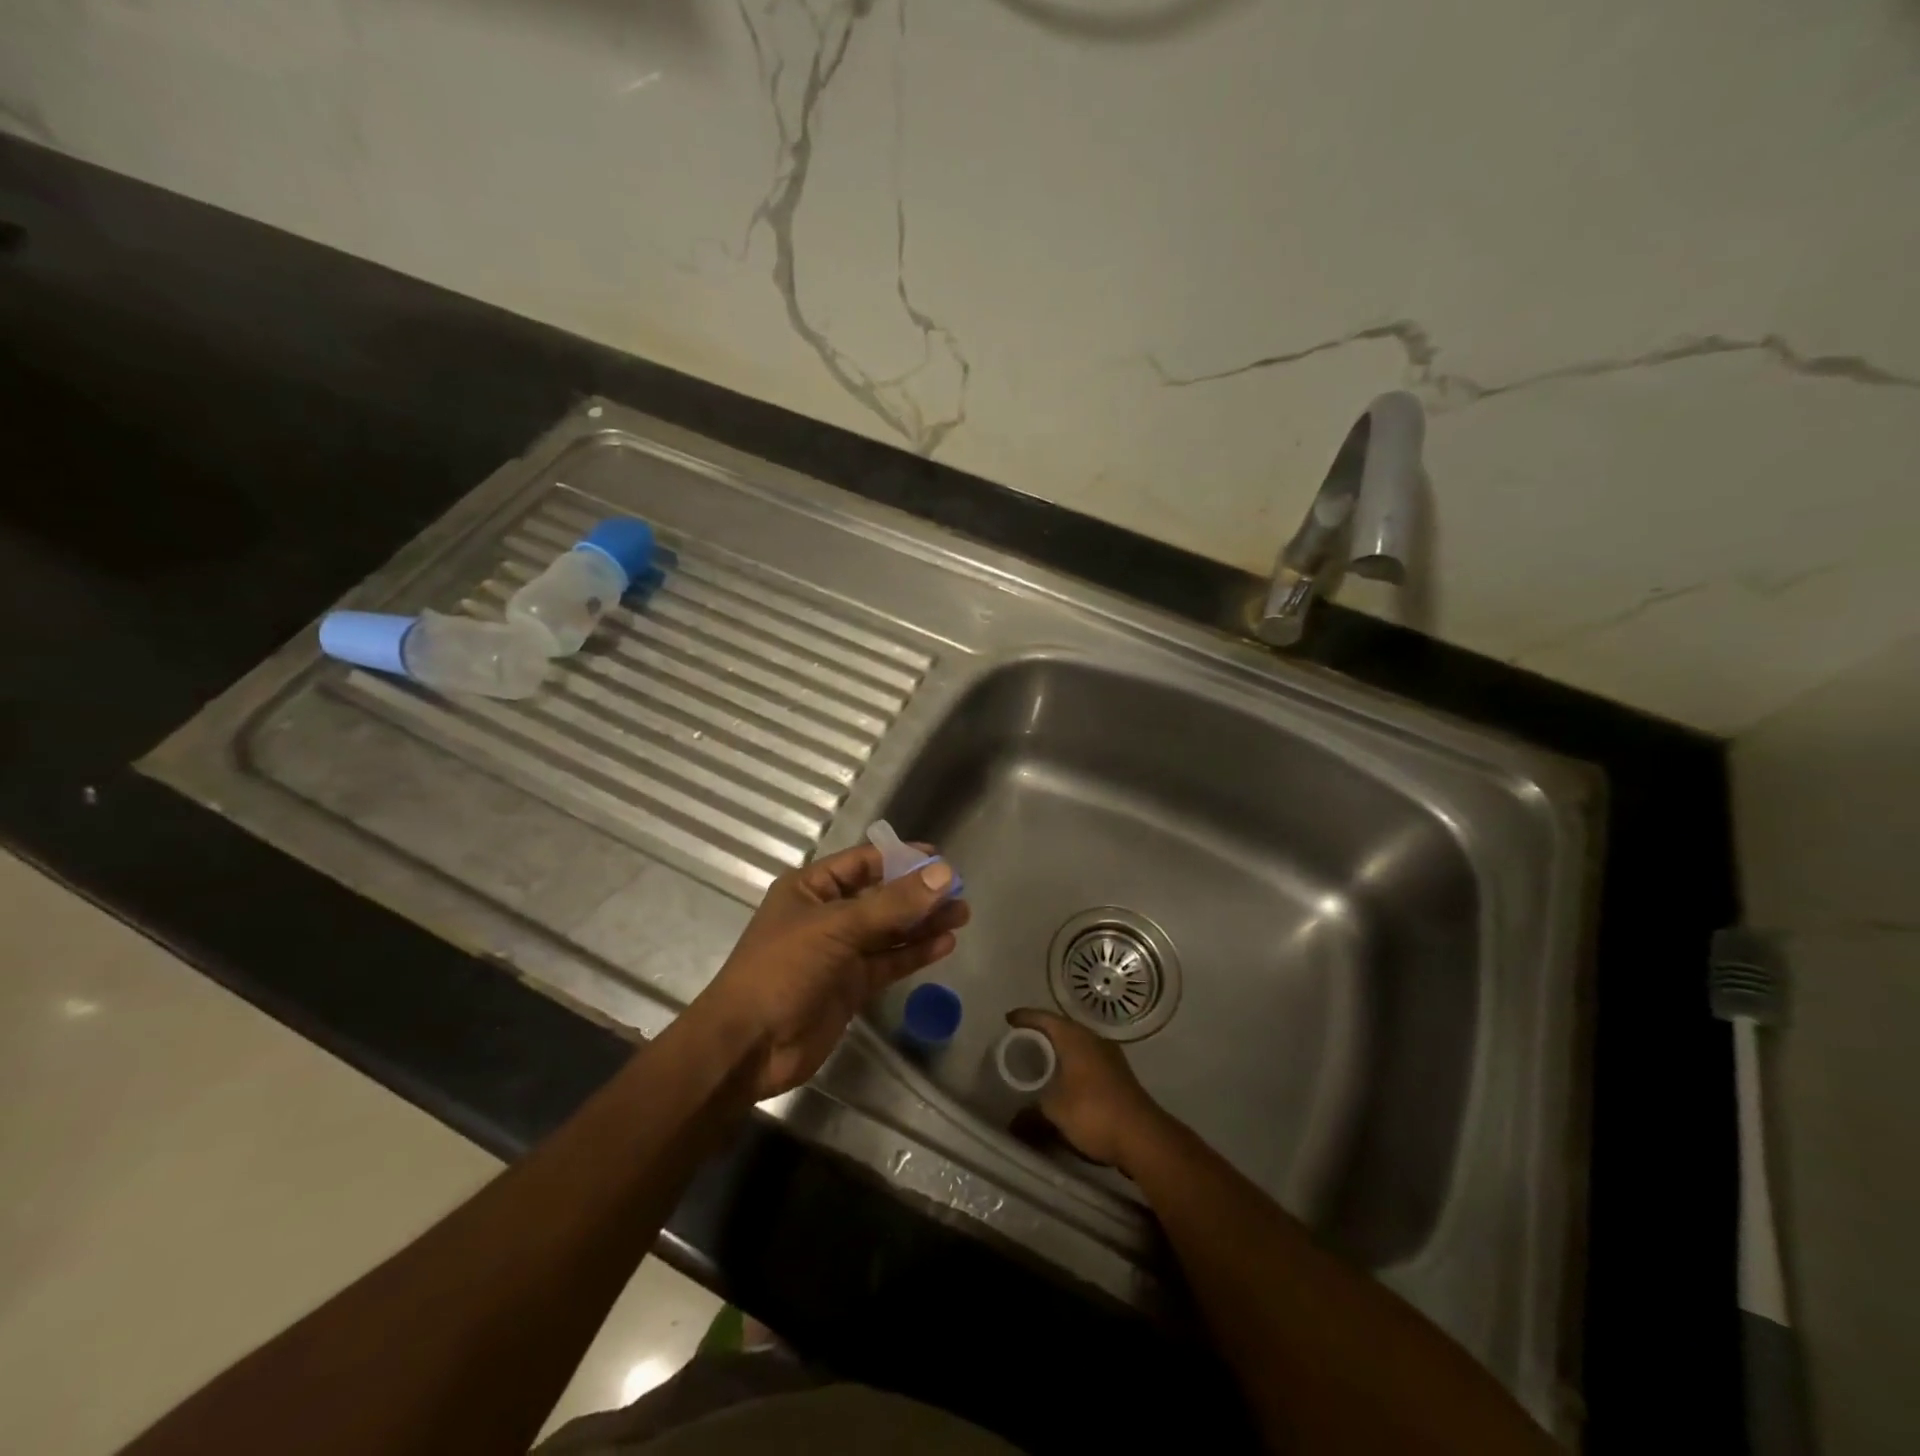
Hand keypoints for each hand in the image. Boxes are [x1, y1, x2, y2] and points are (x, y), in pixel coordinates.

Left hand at [690, 844, 969, 1100]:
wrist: (749, 1046)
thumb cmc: (783, 969)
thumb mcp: (838, 928)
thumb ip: (893, 903)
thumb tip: (944, 873)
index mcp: (810, 889)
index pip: (862, 863)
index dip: (900, 858)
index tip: (940, 859)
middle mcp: (826, 916)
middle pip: (880, 897)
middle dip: (918, 894)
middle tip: (960, 891)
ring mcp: (839, 953)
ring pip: (889, 931)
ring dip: (923, 923)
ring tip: (962, 915)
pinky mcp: (851, 986)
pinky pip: (888, 962)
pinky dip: (915, 953)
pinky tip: (945, 944)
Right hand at [1006, 1008, 1169, 1170]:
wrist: (1142, 1136)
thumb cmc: (1093, 1112)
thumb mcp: (1053, 1113)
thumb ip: (1029, 1115)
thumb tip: (1012, 1123)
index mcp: (1074, 1037)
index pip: (1044, 1018)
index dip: (1025, 1017)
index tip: (1008, 1020)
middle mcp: (1092, 1039)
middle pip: (1061, 1028)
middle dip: (1041, 1033)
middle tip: (1020, 1041)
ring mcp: (1109, 1056)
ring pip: (1077, 1044)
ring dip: (1059, 1050)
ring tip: (1040, 1060)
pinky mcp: (1118, 1075)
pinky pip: (1086, 1059)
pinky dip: (1071, 1064)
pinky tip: (1064, 1080)